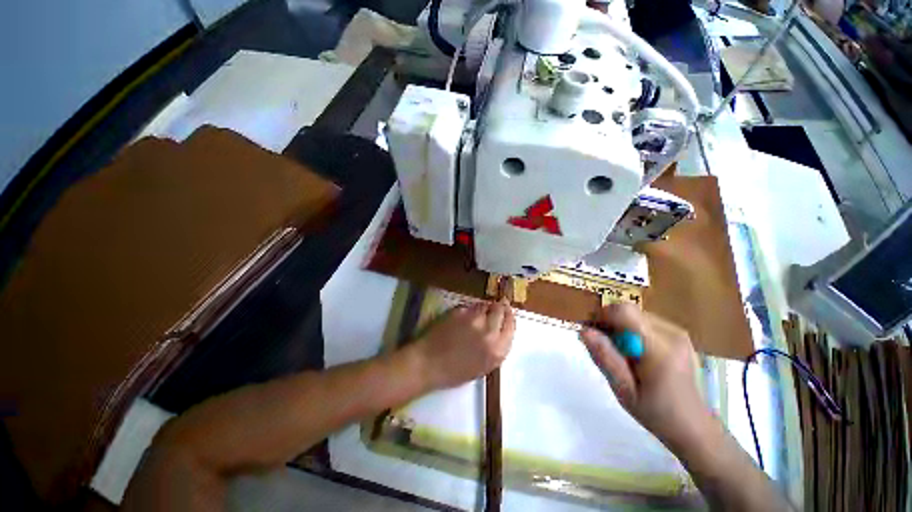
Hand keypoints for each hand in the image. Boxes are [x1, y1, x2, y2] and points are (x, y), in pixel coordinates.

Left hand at [412, 300, 515, 389]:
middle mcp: (489, 333)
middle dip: (499, 307)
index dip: (509, 317)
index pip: (511, 326)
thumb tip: (501, 330)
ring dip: (484, 307)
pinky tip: (463, 317)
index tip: (507, 311)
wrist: (428, 364)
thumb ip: (496, 348)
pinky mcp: (460, 311)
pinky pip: (470, 306)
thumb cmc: (454, 372)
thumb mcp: (483, 367)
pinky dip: (470, 309)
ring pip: (485, 305)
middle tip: (497, 305)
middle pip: (501, 310)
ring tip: (478, 312)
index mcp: (497, 351)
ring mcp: (474, 319)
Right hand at [580, 304, 710, 447]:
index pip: (625, 312)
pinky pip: (645, 320)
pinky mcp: (678, 333)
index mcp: (660, 349)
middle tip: (608, 349)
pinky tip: (637, 353)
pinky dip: (633, 330)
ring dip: (621, 327)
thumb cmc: (655, 412)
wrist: (692, 424)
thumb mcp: (623, 390)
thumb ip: (605, 357)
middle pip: (628, 310)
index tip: (595, 334)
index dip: (603, 316)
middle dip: (611, 324)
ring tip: (624, 354)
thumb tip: (584, 330)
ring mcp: (678, 332)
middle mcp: (672, 334)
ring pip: (635, 314)